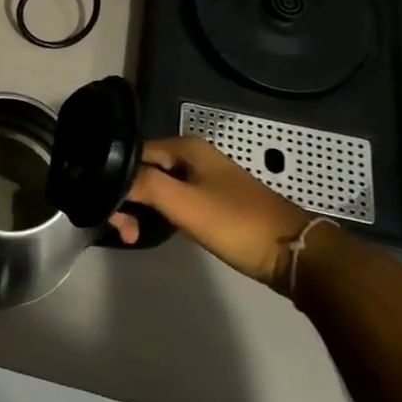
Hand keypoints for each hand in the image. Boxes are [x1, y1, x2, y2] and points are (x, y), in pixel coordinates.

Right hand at [109, 136, 315, 292]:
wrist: (295, 255)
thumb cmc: (236, 223)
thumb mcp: (184, 203)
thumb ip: (143, 185)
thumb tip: (107, 175)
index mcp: (184, 146)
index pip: (131, 153)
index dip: (114, 178)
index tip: (106, 209)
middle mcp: (191, 156)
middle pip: (142, 170)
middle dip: (126, 197)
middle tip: (123, 230)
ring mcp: (202, 178)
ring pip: (156, 187)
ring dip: (140, 209)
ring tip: (133, 236)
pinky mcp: (210, 201)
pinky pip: (171, 200)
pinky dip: (157, 214)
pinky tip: (152, 231)